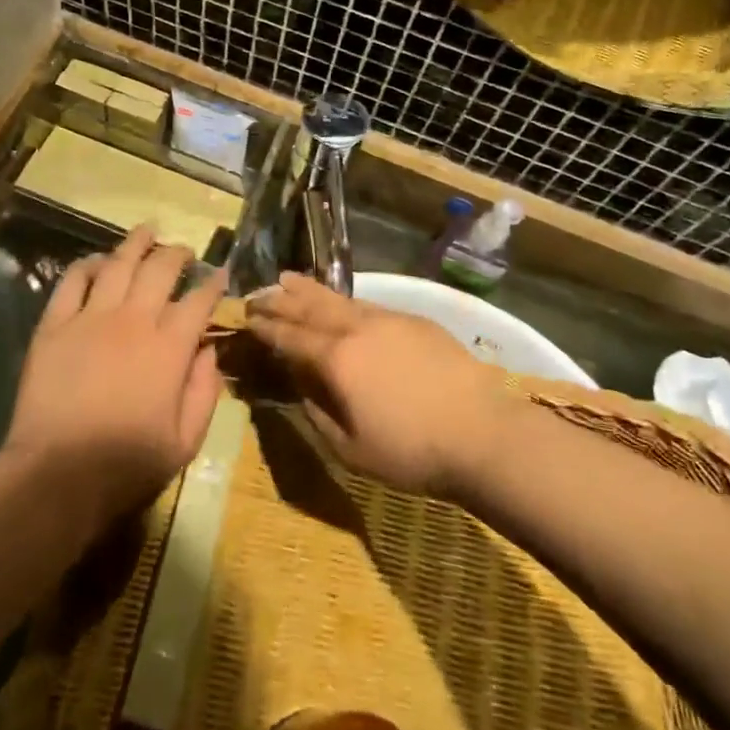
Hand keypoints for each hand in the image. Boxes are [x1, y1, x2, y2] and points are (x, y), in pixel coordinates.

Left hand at [5, 227, 225, 531]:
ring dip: (136, 244)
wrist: (57, 474)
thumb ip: (204, 391)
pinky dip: (87, 265)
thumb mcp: (185, 441)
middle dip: (178, 254)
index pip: (199, 300)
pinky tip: (97, 260)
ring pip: (118, 264)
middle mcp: (134, 320)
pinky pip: (72, 282)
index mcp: (170, 347)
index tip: (221, 274)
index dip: (214, 283)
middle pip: (160, 269)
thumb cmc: (128, 463)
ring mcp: (91, 318)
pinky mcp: (55, 325)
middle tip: (184, 251)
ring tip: (147, 231)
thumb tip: (209, 350)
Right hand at [246, 274, 509, 494]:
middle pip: (311, 307)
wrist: (482, 434)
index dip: (266, 327)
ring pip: (340, 299)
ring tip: (289, 278)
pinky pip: (369, 304)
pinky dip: (345, 300)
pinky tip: (343, 303)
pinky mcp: (416, 321)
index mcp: (336, 360)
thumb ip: (317, 412)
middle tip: (260, 291)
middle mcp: (357, 330)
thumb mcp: (349, 448)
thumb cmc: (410, 452)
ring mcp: (389, 320)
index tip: (247, 316)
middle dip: (282, 298)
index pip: (290, 337)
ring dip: (310, 290)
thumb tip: (301, 383)